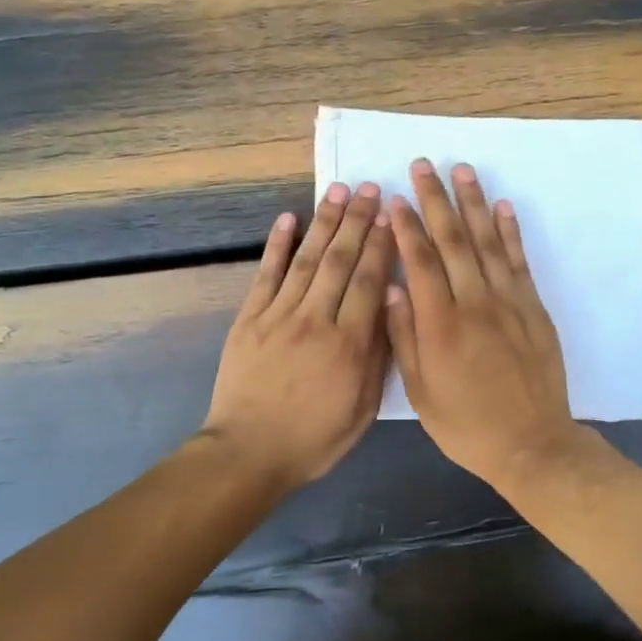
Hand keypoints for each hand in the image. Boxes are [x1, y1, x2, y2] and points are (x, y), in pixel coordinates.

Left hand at [202, 182, 395, 490]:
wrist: (248, 451)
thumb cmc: (314, 438)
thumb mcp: (361, 409)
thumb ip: (377, 358)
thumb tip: (388, 308)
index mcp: (349, 345)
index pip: (369, 281)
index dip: (382, 245)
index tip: (393, 215)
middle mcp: (315, 320)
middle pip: (340, 260)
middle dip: (358, 221)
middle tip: (371, 189)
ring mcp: (278, 315)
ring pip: (307, 259)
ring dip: (324, 222)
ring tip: (339, 191)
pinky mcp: (249, 318)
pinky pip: (266, 274)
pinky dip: (277, 245)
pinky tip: (288, 218)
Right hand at [385, 160, 585, 489]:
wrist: (531, 444)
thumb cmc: (466, 424)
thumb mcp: (420, 391)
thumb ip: (404, 336)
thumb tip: (391, 288)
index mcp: (440, 324)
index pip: (420, 261)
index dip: (406, 226)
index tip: (395, 198)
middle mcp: (474, 302)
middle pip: (452, 240)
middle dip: (435, 200)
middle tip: (423, 165)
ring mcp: (509, 302)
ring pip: (487, 242)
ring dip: (474, 203)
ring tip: (462, 171)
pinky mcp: (534, 308)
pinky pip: (520, 262)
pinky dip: (510, 232)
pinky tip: (503, 207)